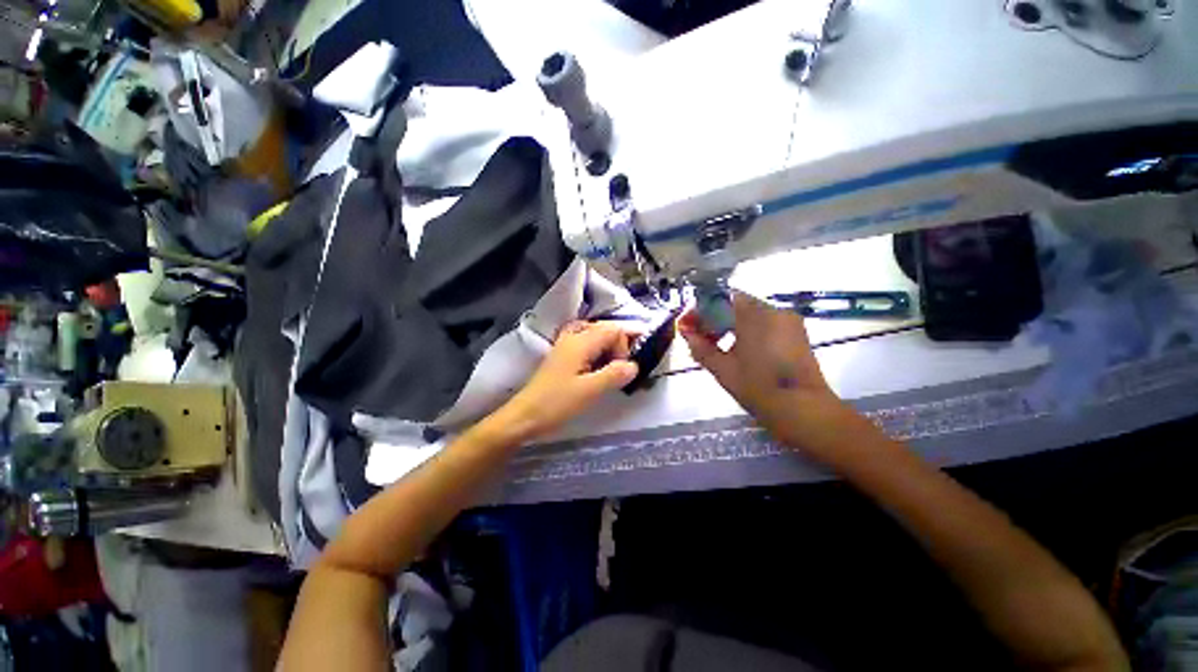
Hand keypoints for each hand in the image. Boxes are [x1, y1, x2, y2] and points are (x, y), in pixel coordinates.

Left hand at [491, 321, 639, 443]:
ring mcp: (566, 346)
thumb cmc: (557, 403)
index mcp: (581, 342)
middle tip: (623, 368)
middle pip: (605, 329)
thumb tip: (634, 365)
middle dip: (619, 346)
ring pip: (596, 337)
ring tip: (614, 368)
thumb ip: (615, 374)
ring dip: (609, 349)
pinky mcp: (562, 356)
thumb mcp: (590, 391)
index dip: (625, 345)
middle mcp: (573, 337)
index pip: (613, 330)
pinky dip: (598, 353)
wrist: (525, 416)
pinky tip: (598, 368)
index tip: (625, 367)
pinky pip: (586, 345)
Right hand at [679, 292, 862, 458]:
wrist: (805, 411)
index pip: (722, 297)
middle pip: (736, 304)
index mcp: (755, 315)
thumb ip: (701, 347)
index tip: (690, 325)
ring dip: (730, 324)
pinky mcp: (797, 332)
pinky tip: (739, 350)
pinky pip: (765, 322)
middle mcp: (774, 310)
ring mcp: (788, 320)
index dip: (702, 309)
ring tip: (717, 345)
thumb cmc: (759, 389)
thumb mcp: (723, 369)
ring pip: (750, 313)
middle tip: (700, 337)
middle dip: (714, 317)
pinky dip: (747, 330)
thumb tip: (685, 332)